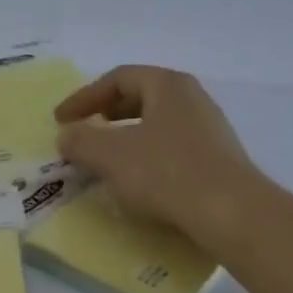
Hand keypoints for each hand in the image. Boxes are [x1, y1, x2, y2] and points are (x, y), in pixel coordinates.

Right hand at [54, 65, 260, 237]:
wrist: (231, 213)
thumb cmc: (166, 173)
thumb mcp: (111, 155)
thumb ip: (81, 140)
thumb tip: (66, 135)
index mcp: (168, 85)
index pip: (117, 78)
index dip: (84, 98)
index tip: (60, 121)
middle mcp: (192, 98)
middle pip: (139, 98)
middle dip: (105, 116)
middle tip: (82, 136)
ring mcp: (208, 129)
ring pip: (155, 125)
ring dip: (124, 139)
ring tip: (104, 161)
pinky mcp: (215, 160)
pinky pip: (170, 149)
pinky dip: (144, 158)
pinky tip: (135, 182)